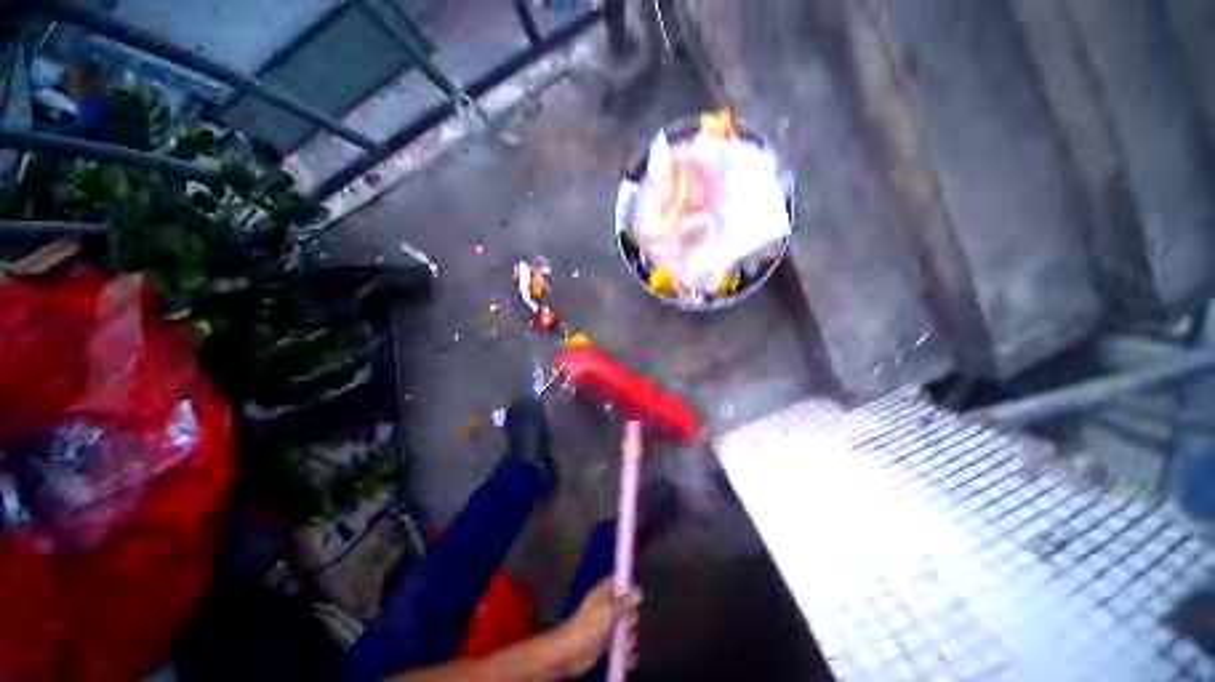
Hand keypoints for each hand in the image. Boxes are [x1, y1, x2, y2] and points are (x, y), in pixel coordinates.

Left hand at [555, 578, 640, 676]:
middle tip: (630, 624)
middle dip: (631, 617)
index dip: (627, 586)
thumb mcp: (609, 611)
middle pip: (625, 607)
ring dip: (629, 638)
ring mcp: (605, 626)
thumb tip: (639, 592)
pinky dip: (625, 652)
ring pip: (624, 628)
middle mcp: (605, 608)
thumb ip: (625, 603)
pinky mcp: (605, 644)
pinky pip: (620, 645)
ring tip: (627, 645)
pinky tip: (628, 657)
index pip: (617, 583)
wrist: (571, 653)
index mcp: (603, 593)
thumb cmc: (590, 626)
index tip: (637, 595)